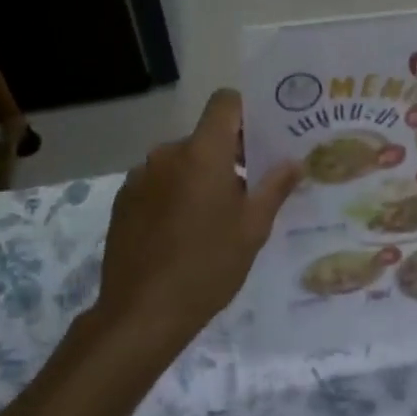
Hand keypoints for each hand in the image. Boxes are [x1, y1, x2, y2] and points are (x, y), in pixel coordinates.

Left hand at [89, 90, 301, 367]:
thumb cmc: (208, 266)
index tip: (262, 139)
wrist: (142, 312)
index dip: (245, 112)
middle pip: (204, 136)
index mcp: (203, 153)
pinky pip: (158, 183)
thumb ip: (274, 187)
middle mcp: (167, 154)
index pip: (224, 103)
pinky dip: (174, 194)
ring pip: (180, 162)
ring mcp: (140, 177)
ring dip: (199, 176)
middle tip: (249, 189)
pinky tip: (182, 232)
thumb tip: (293, 162)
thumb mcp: (253, 229)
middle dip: (228, 154)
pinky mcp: (123, 200)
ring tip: (214, 217)